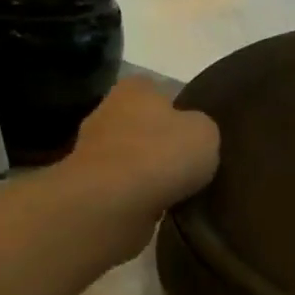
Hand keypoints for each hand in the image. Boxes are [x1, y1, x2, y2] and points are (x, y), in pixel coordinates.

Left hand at [58, 77, 219, 260]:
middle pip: (140, 122)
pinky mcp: (88, 184)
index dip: (176, 107)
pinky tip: (156, 205)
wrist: (113, 202)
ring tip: (175, 188)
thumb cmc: (162, 155)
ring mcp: (91, 149)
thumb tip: (193, 133)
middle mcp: (107, 111)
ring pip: (129, 154)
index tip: (193, 129)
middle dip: (158, 139)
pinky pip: (121, 184)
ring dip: (146, 169)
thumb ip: (202, 127)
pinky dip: (136, 193)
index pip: (156, 88)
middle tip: (186, 160)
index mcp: (135, 89)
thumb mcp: (206, 133)